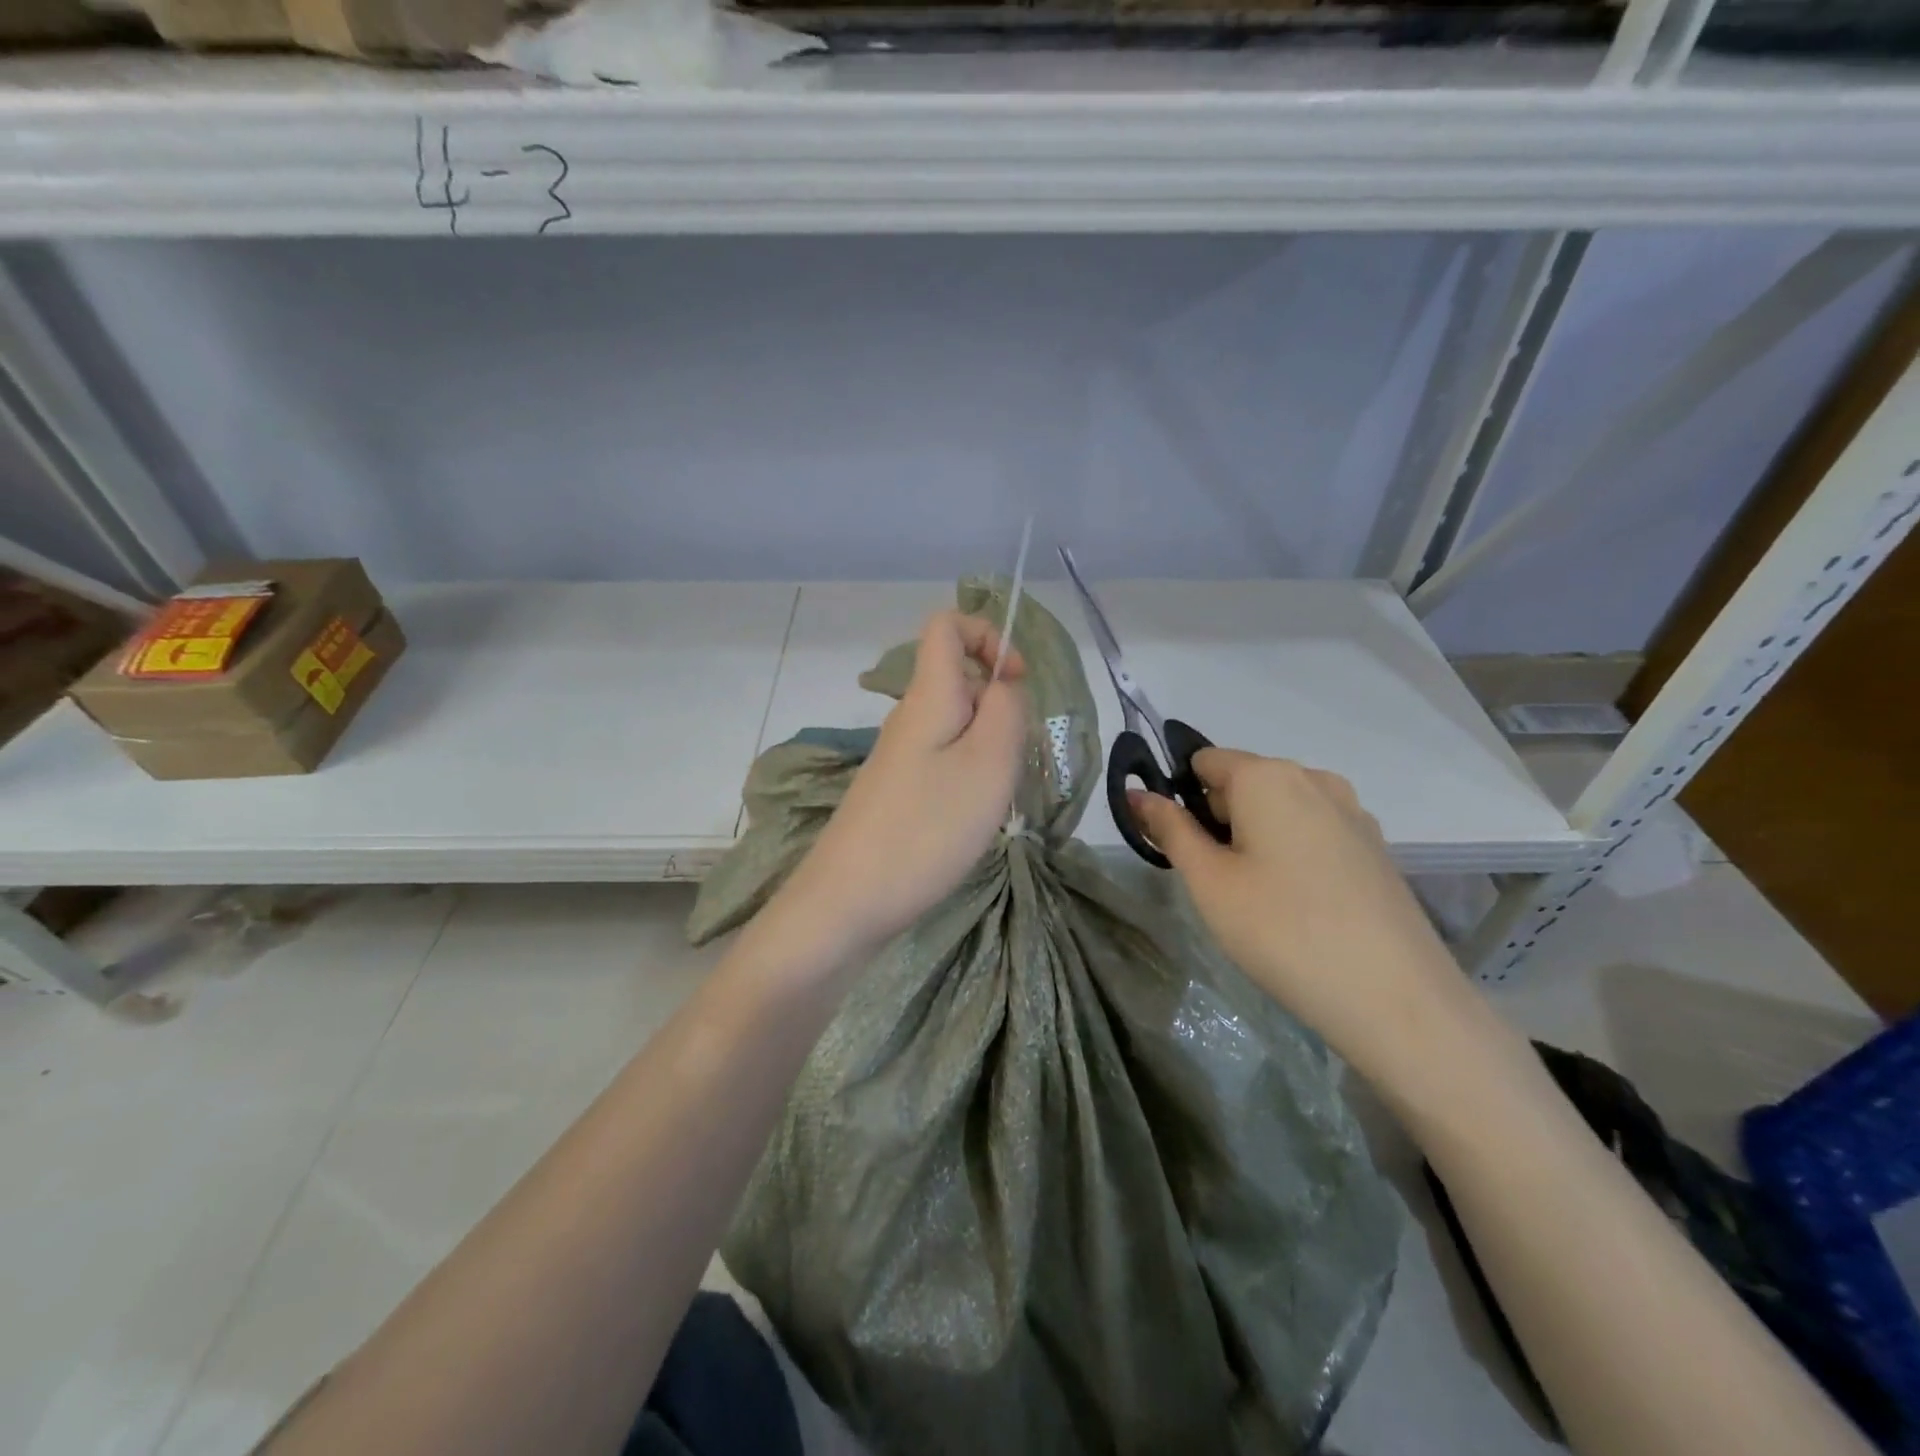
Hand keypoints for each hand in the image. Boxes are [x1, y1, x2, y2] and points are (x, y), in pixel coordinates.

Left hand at [776, 611, 1027, 960]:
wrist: (847, 903)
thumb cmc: (926, 830)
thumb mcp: (987, 765)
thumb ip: (1006, 711)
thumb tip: (1003, 685)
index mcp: (927, 698)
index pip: (945, 627)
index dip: (988, 635)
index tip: (1017, 682)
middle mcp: (908, 719)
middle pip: (960, 681)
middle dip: (1000, 709)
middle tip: (1010, 763)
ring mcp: (900, 758)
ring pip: (958, 727)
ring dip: (989, 751)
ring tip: (991, 800)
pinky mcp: (898, 793)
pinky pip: (944, 762)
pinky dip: (969, 779)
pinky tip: (969, 821)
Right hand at [1130, 750, 1476, 1084]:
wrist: (1395, 998)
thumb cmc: (1281, 930)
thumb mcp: (1209, 881)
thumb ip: (1170, 830)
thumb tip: (1137, 794)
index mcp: (1268, 776)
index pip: (1204, 761)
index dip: (1179, 795)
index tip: (1175, 845)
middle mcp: (1314, 779)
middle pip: (1243, 783)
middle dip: (1217, 820)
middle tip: (1212, 881)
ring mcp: (1353, 813)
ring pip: (1279, 810)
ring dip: (1254, 838)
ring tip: (1255, 898)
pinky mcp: (1375, 848)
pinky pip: (1314, 832)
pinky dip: (1292, 853)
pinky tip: (1297, 904)